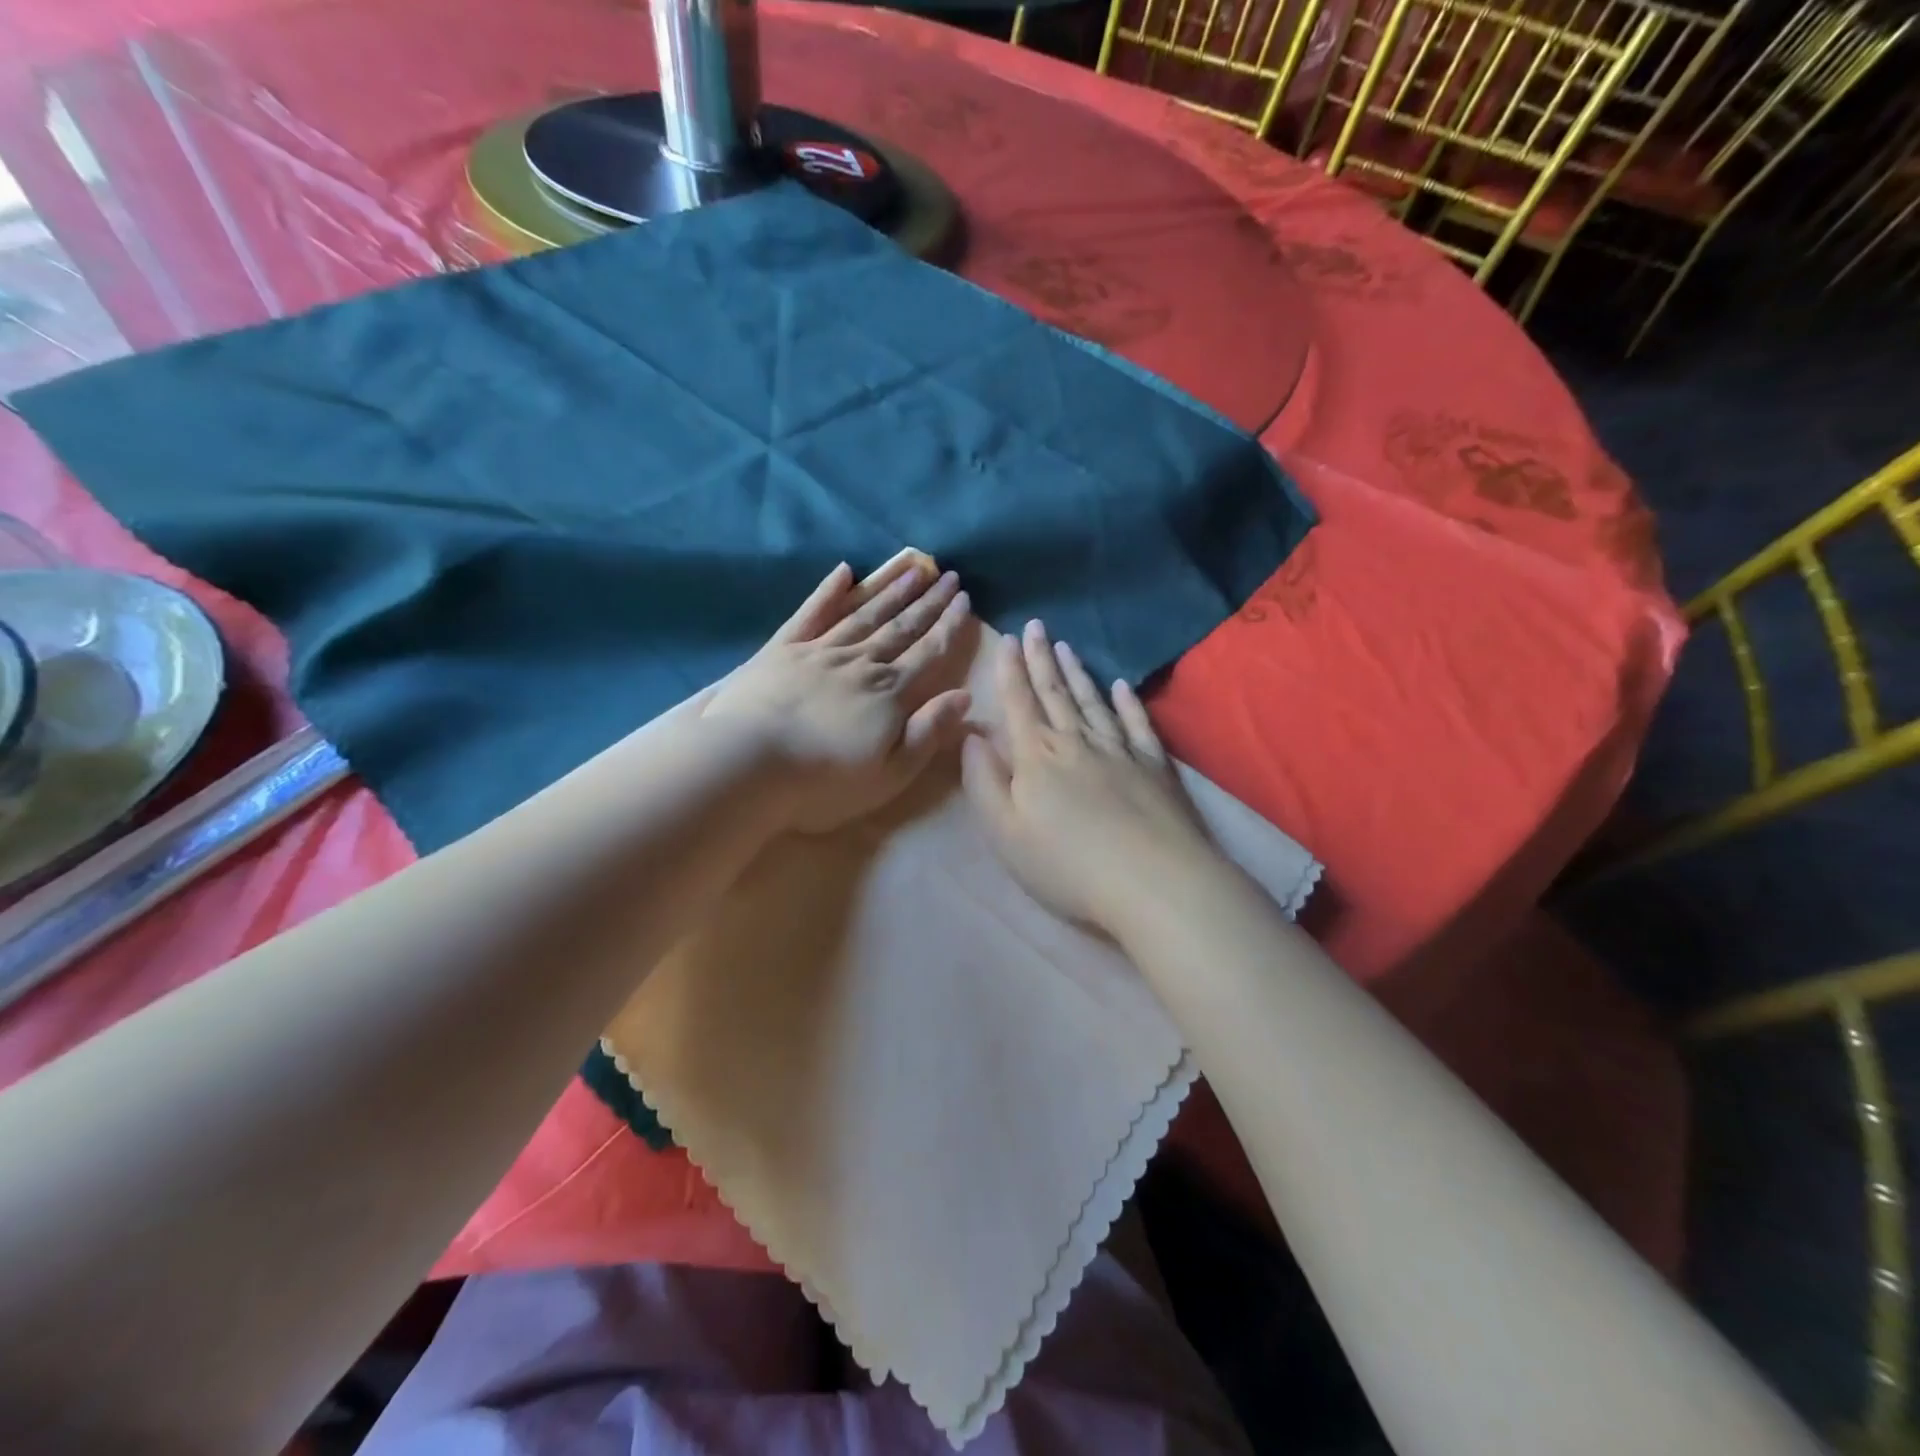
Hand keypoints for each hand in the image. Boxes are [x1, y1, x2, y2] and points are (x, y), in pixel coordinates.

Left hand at [704, 557, 973, 832]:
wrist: (749, 764)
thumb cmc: (824, 780)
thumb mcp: (890, 772)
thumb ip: (928, 732)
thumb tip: (965, 696)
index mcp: (889, 692)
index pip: (928, 652)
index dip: (949, 626)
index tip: (966, 599)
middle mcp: (860, 662)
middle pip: (901, 627)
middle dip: (928, 601)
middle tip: (949, 575)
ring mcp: (820, 651)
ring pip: (864, 614)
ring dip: (891, 590)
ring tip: (913, 568)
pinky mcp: (783, 650)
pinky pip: (812, 613)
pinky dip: (829, 591)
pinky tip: (844, 572)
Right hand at [962, 620, 1216, 934]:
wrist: (1152, 881)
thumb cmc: (1067, 864)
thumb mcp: (1005, 832)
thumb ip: (983, 782)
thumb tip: (972, 737)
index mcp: (1036, 756)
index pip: (1019, 702)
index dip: (1010, 670)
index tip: (1007, 638)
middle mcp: (1076, 741)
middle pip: (1054, 693)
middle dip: (1041, 658)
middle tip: (1035, 626)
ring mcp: (1120, 749)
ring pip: (1092, 701)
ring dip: (1076, 673)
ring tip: (1066, 646)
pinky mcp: (1155, 765)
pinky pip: (1136, 723)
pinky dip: (1127, 702)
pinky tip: (1121, 685)